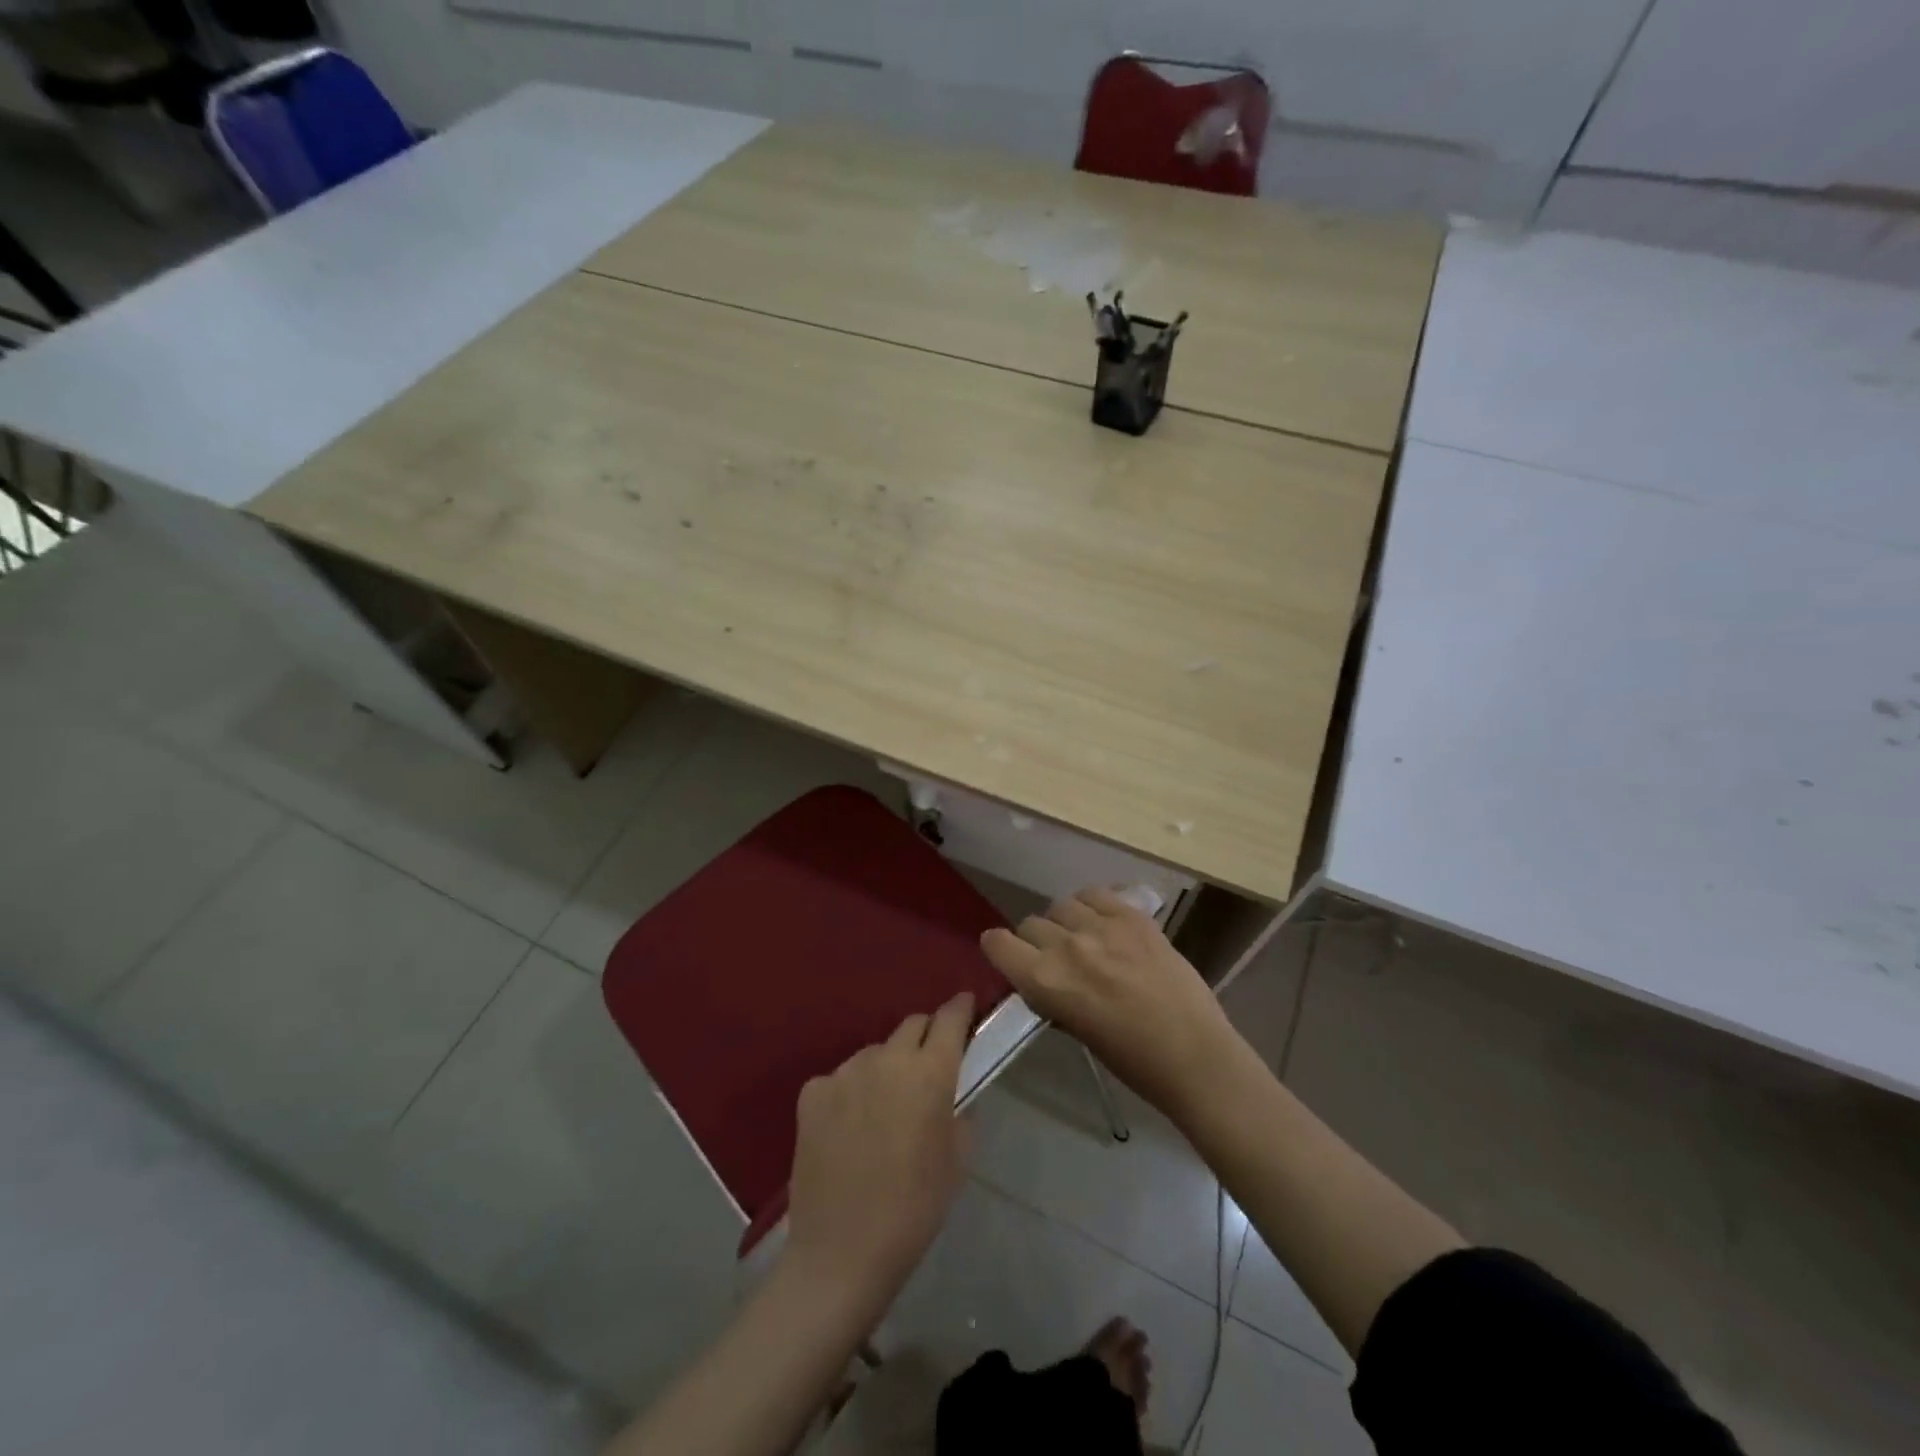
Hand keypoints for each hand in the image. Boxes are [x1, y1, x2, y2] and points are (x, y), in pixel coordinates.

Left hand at [783, 993, 974, 1313]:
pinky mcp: (812, 1092)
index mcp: (929, 1073)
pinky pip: (841, 1078)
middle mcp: (886, 1059)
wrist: (842, 1252)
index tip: (966, 1005)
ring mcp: (844, 1072)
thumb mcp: (956, 1161)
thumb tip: (951, 1094)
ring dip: (887, 1067)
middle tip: (928, 1065)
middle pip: (912, 1026)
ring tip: (885, 1107)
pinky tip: (849, 1127)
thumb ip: (959, 1113)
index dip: (960, 1009)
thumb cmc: (914, 1209)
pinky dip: (851, 1091)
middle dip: (925, 1037)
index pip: (949, 1019)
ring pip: (875, 1053)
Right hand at [980, 888, 1237, 1120]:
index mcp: (1045, 982)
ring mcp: (1102, 926)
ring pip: (1062, 905)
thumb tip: (1044, 979)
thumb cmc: (1132, 1061)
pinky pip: (1096, 894)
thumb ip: (1053, 996)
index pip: (998, 944)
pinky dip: (1092, 905)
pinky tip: (1104, 923)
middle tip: (1057, 959)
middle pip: (1030, 923)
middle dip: (1036, 941)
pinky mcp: (1133, 916)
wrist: (1194, 1054)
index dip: (999, 949)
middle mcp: (1066, 946)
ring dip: (1065, 922)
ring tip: (1084, 939)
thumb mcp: (1076, 1030)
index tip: (1008, 956)